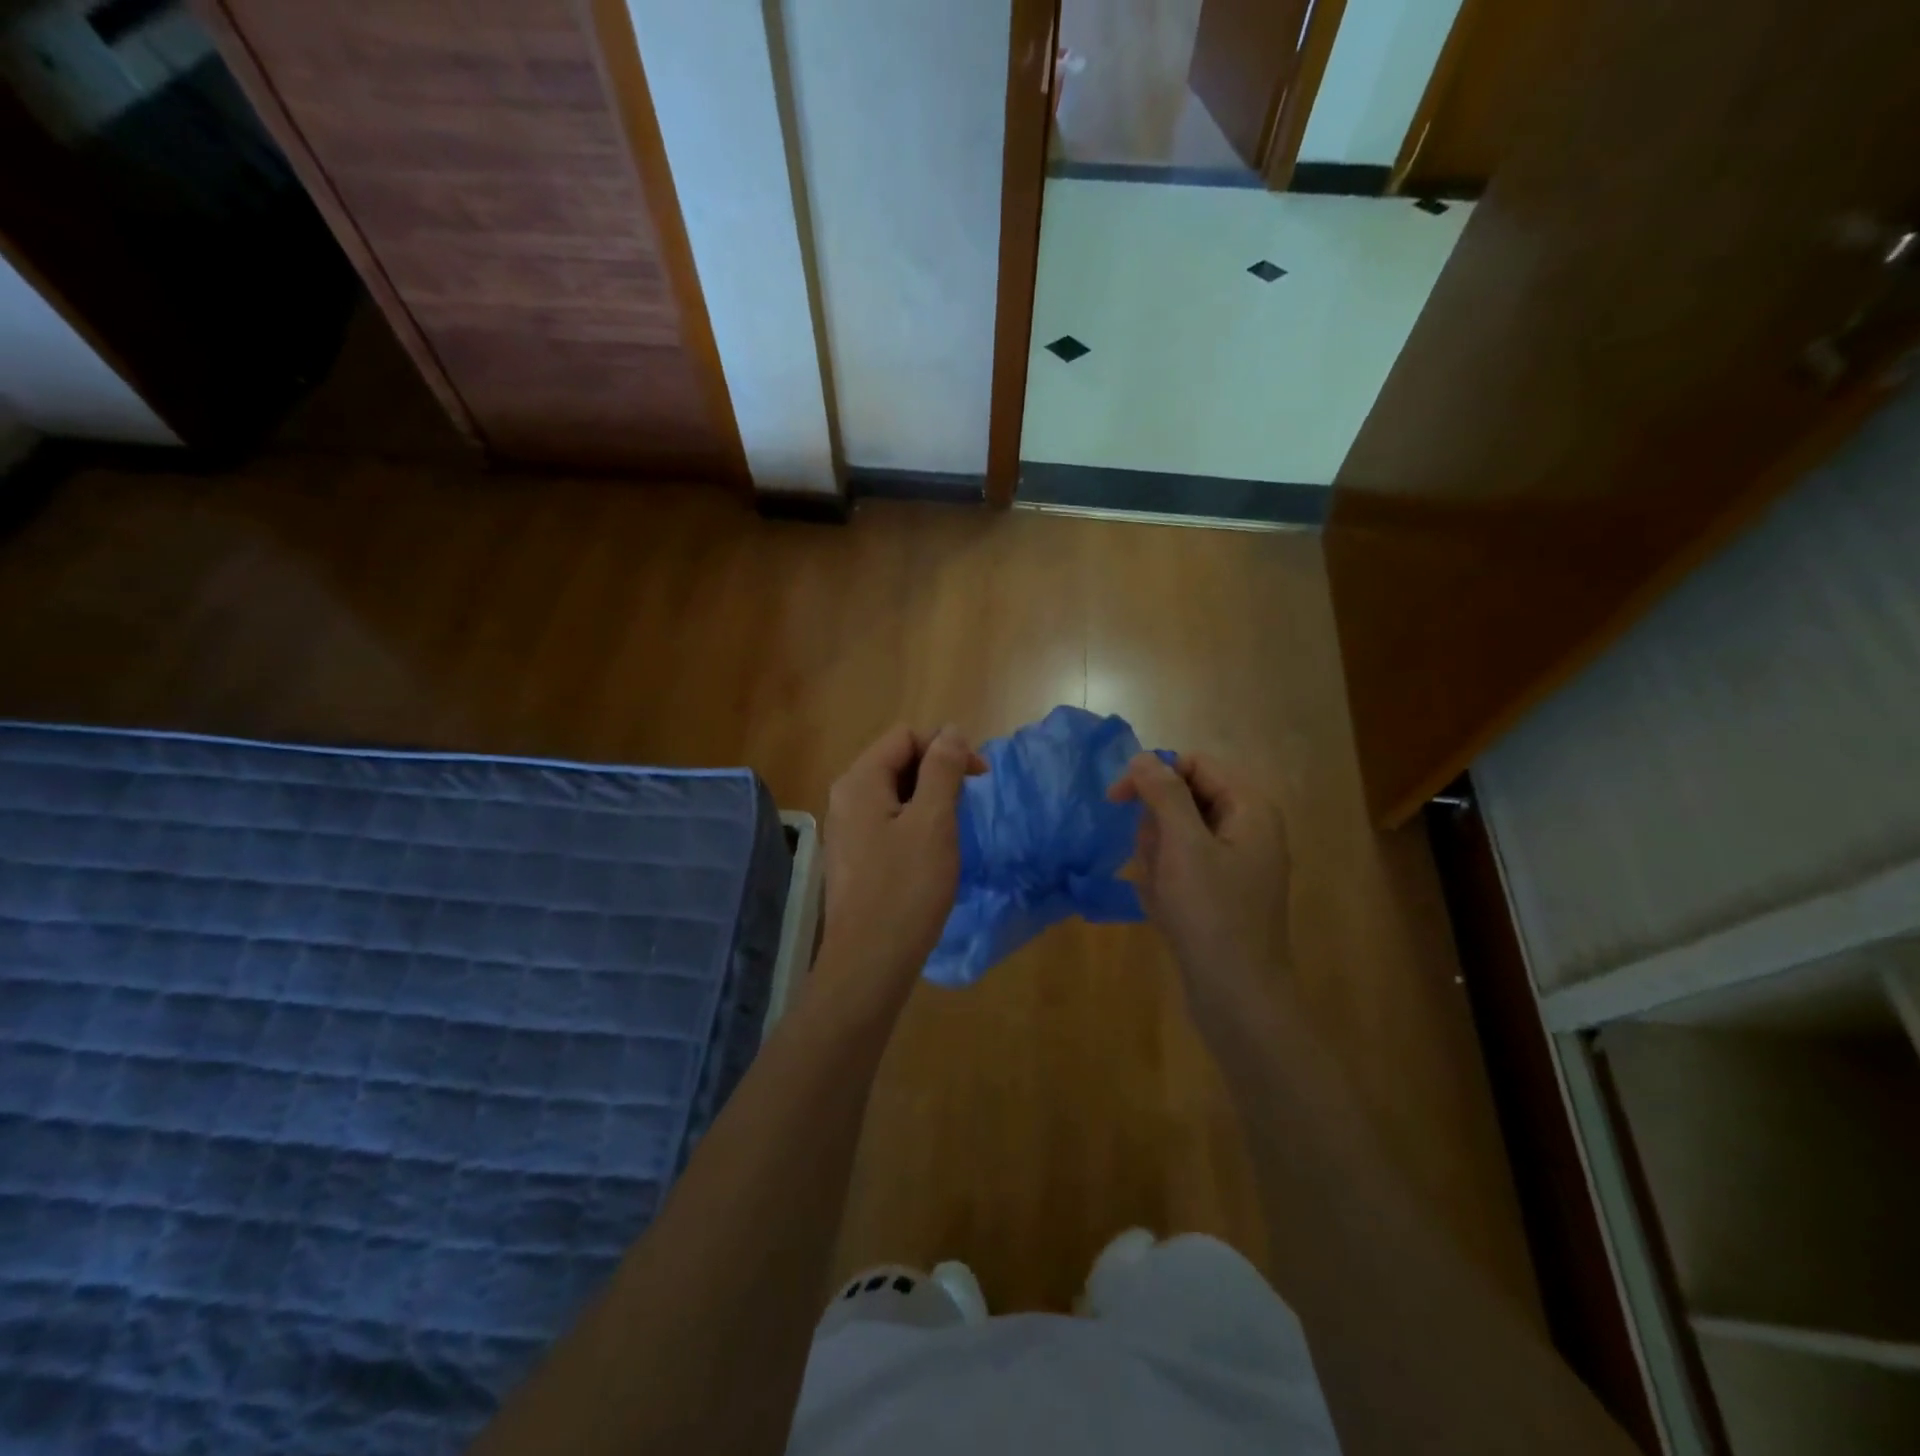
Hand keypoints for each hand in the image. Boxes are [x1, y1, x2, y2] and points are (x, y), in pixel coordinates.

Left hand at [818, 724, 985, 998]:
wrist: (870, 962)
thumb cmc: (906, 888)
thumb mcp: (933, 822)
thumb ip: (942, 770)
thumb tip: (951, 731)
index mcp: (860, 781)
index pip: (905, 736)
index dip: (945, 747)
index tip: (979, 778)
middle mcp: (846, 798)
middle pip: (897, 761)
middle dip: (937, 773)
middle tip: (968, 805)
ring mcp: (846, 830)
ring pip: (895, 794)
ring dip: (929, 800)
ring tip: (953, 831)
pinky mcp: (854, 857)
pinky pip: (888, 822)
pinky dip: (915, 825)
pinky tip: (932, 853)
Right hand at [1108, 752, 1292, 1024]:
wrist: (1237, 996)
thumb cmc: (1211, 914)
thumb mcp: (1183, 846)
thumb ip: (1164, 794)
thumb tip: (1144, 756)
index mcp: (1250, 809)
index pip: (1194, 764)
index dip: (1154, 775)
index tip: (1117, 800)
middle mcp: (1248, 828)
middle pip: (1184, 799)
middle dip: (1157, 827)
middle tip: (1154, 860)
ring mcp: (1236, 863)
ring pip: (1177, 835)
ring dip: (1157, 857)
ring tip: (1162, 891)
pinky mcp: (1222, 892)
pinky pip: (1182, 867)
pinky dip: (1166, 881)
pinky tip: (1165, 907)